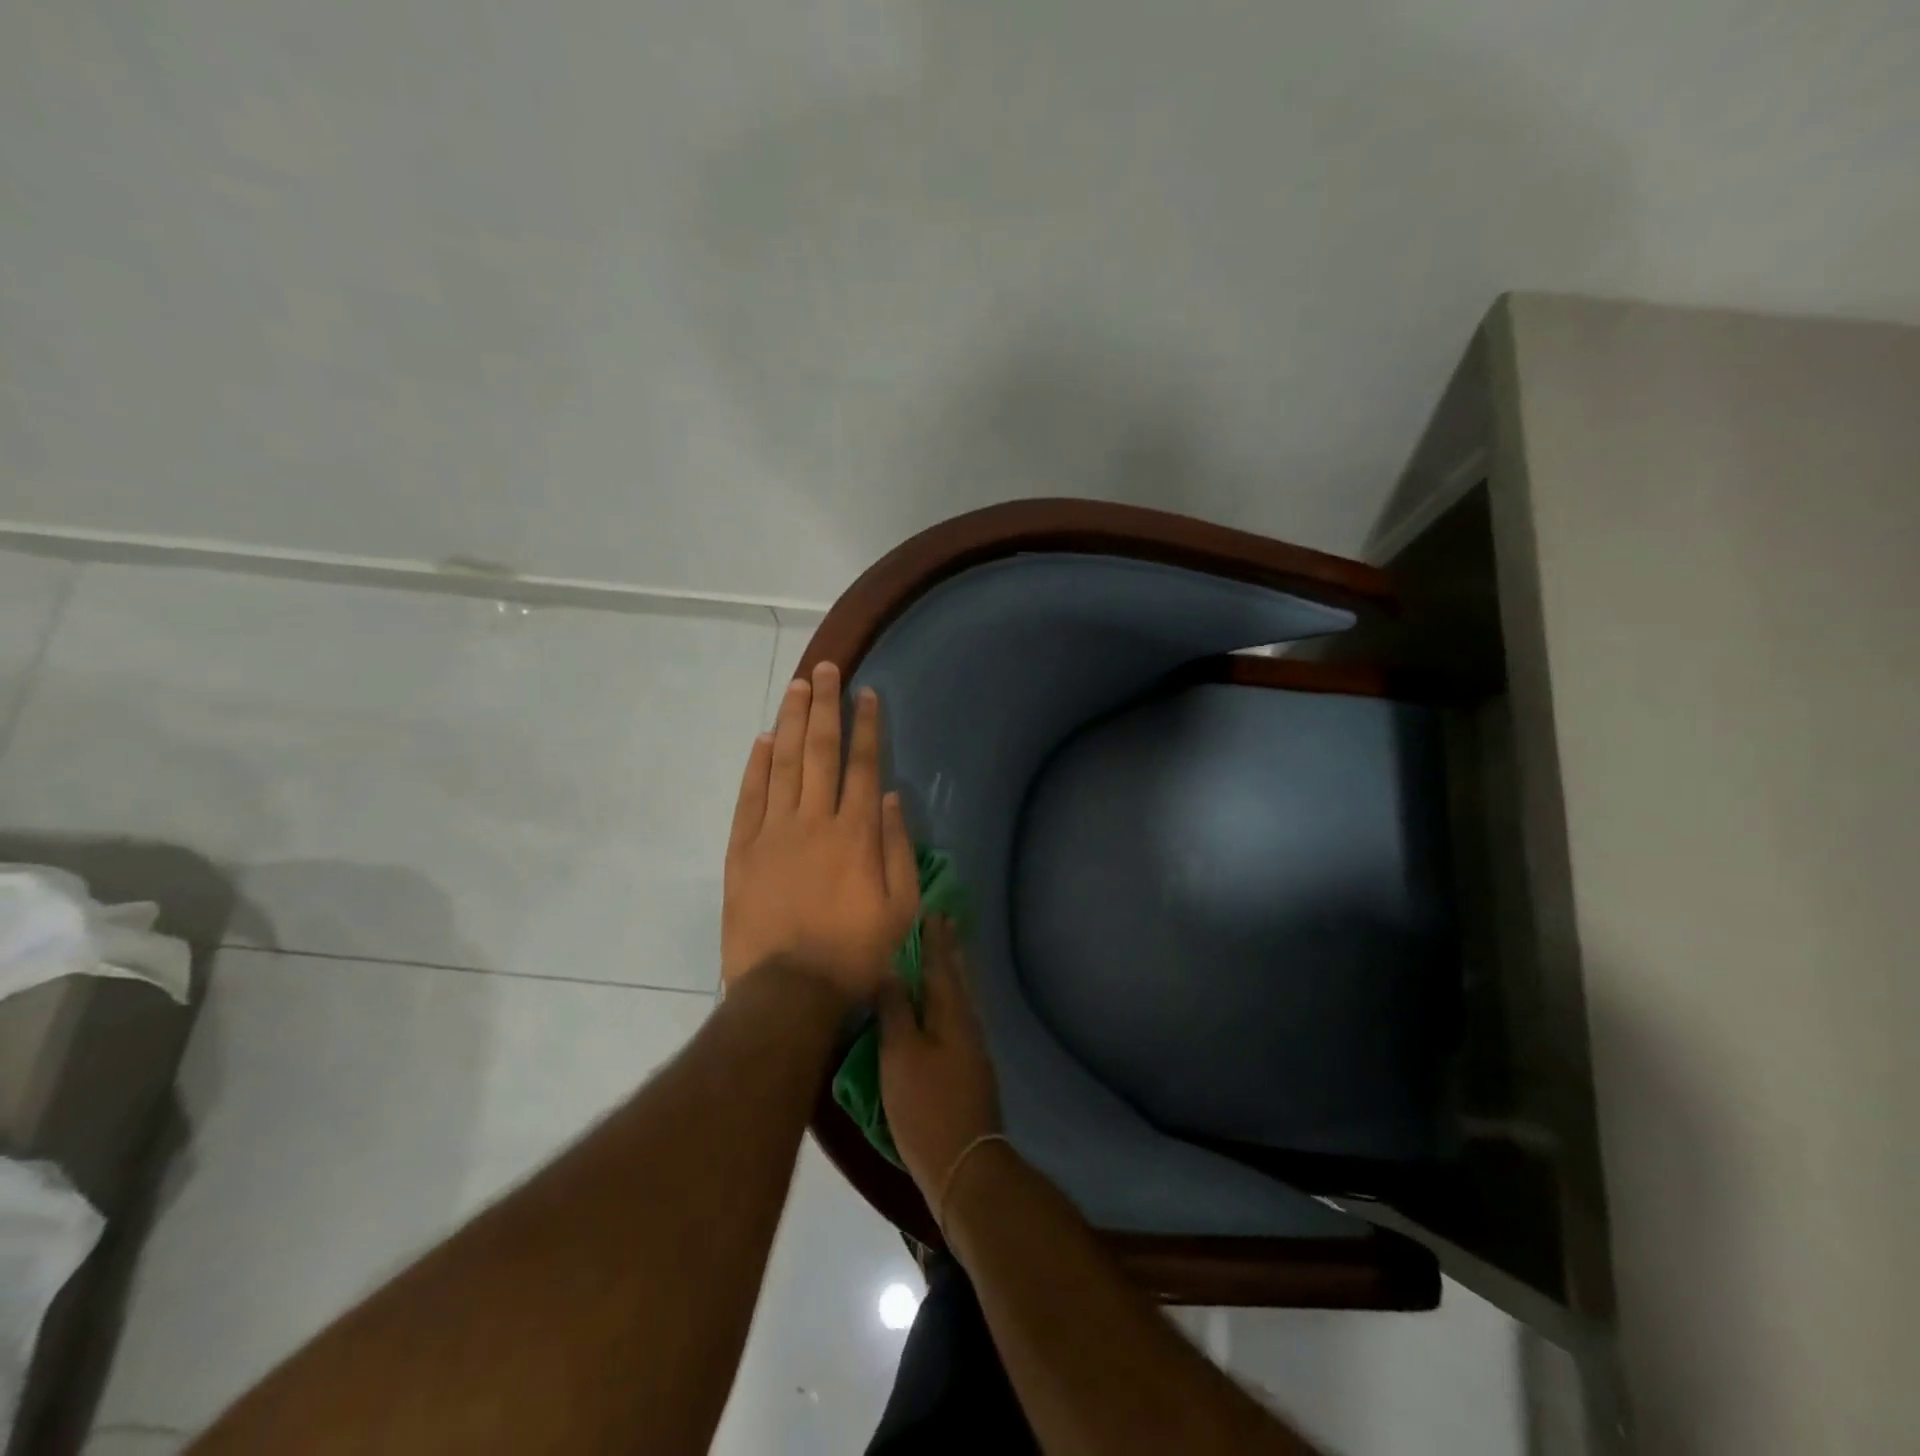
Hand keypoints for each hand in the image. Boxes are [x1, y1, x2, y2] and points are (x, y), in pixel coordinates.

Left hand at [723, 661, 919, 1004]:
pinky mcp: (742, 850)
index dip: (866, 727)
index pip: (864, 766)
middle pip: (820, 751)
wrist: (788, 991)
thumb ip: (898, 848)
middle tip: (826, 669)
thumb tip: (894, 798)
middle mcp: (815, 820)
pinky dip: (755, 766)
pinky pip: (749, 797)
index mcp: (856, 833)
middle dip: (825, 707)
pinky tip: (762, 740)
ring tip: (797, 687)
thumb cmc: (855, 953)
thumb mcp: (900, 908)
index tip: (866, 694)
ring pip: (782, 764)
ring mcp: (773, 832)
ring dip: (791, 722)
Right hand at [879, 916, 1002, 1207]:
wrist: (965, 1165)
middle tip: (945, 922)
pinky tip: (942, 1006)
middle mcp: (968, 1023)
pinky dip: (950, 999)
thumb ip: (896, 1010)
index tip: (934, 911)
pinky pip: (959, 1017)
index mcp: (951, 1013)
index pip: (941, 965)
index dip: (935, 939)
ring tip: (944, 955)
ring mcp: (973, 1048)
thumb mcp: (900, 1055)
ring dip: (952, 972)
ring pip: (961, 998)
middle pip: (958, 978)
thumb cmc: (927, 1105)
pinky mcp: (970, 1069)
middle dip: (950, 950)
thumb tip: (893, 970)